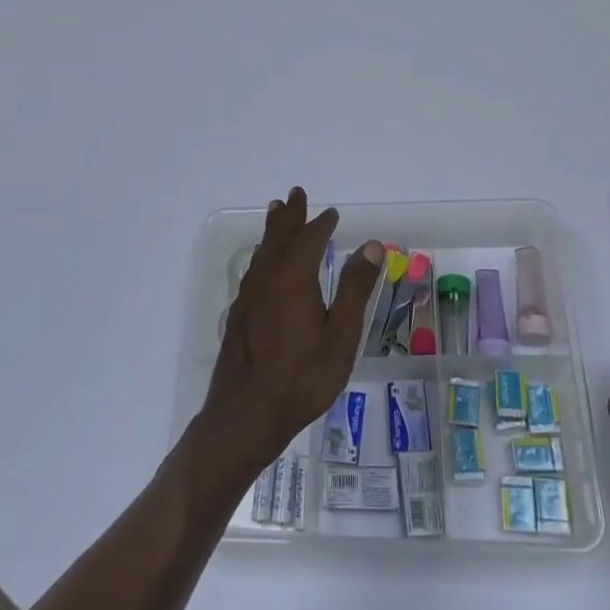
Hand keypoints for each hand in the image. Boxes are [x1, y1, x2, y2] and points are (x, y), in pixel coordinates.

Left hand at [195, 188, 382, 483]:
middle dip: (290, 216)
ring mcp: (249, 297)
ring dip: (272, 231)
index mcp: (293, 278)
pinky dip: (263, 255)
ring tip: (276, 213)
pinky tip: (264, 264)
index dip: (320, 224)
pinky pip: (254, 270)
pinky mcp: (239, 315)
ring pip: (262, 252)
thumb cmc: (302, 377)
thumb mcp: (341, 335)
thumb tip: (371, 244)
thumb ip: (356, 288)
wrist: (246, 415)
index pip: (308, 240)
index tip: (332, 213)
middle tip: (295, 194)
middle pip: (278, 238)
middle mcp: (267, 279)